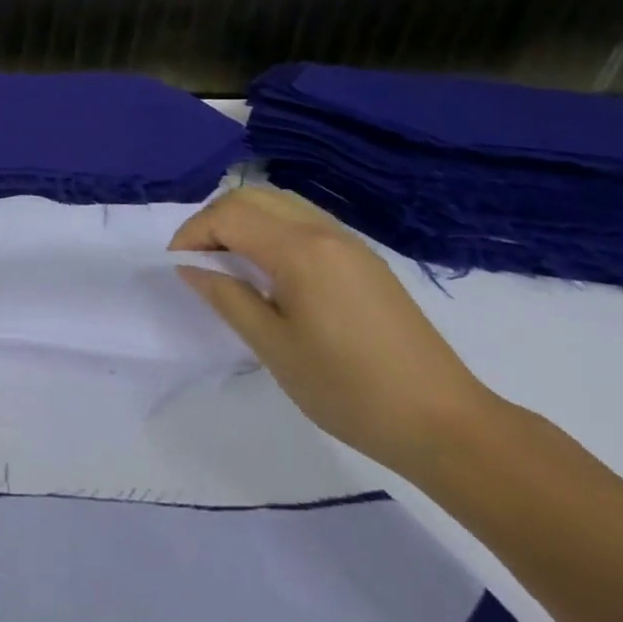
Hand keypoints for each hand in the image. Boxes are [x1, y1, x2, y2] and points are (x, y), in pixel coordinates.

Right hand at [171, 186, 498, 475]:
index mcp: (300, 250)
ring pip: (280, 203)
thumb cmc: (349, 390)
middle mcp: (324, 232)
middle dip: (213, 220)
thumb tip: (191, 268)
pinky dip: (272, 229)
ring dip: (243, 220)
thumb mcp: (274, 348)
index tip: (177, 267)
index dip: (193, 234)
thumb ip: (227, 298)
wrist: (445, 424)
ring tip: (227, 261)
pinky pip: (304, 221)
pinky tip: (269, 269)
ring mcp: (349, 243)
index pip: (229, 216)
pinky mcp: (365, 260)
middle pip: (252, 198)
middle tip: (197, 260)